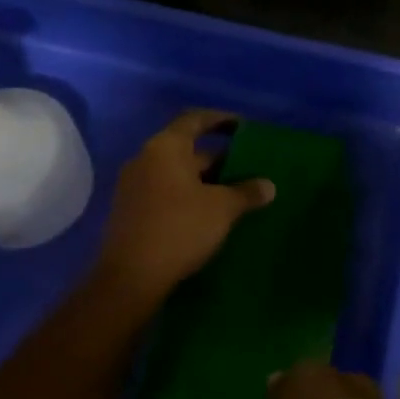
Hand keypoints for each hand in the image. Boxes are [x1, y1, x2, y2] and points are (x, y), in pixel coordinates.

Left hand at [94, 109, 274, 303]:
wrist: (130, 278)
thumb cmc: (180, 228)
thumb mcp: (223, 208)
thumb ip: (247, 192)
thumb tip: (268, 185)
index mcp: (165, 148)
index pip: (195, 120)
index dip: (221, 120)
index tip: (243, 127)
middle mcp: (145, 160)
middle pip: (187, 149)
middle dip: (218, 158)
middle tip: (247, 169)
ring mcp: (134, 186)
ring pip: (177, 174)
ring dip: (205, 180)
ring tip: (235, 193)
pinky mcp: (131, 212)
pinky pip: (166, 193)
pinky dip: (189, 196)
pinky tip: (210, 214)